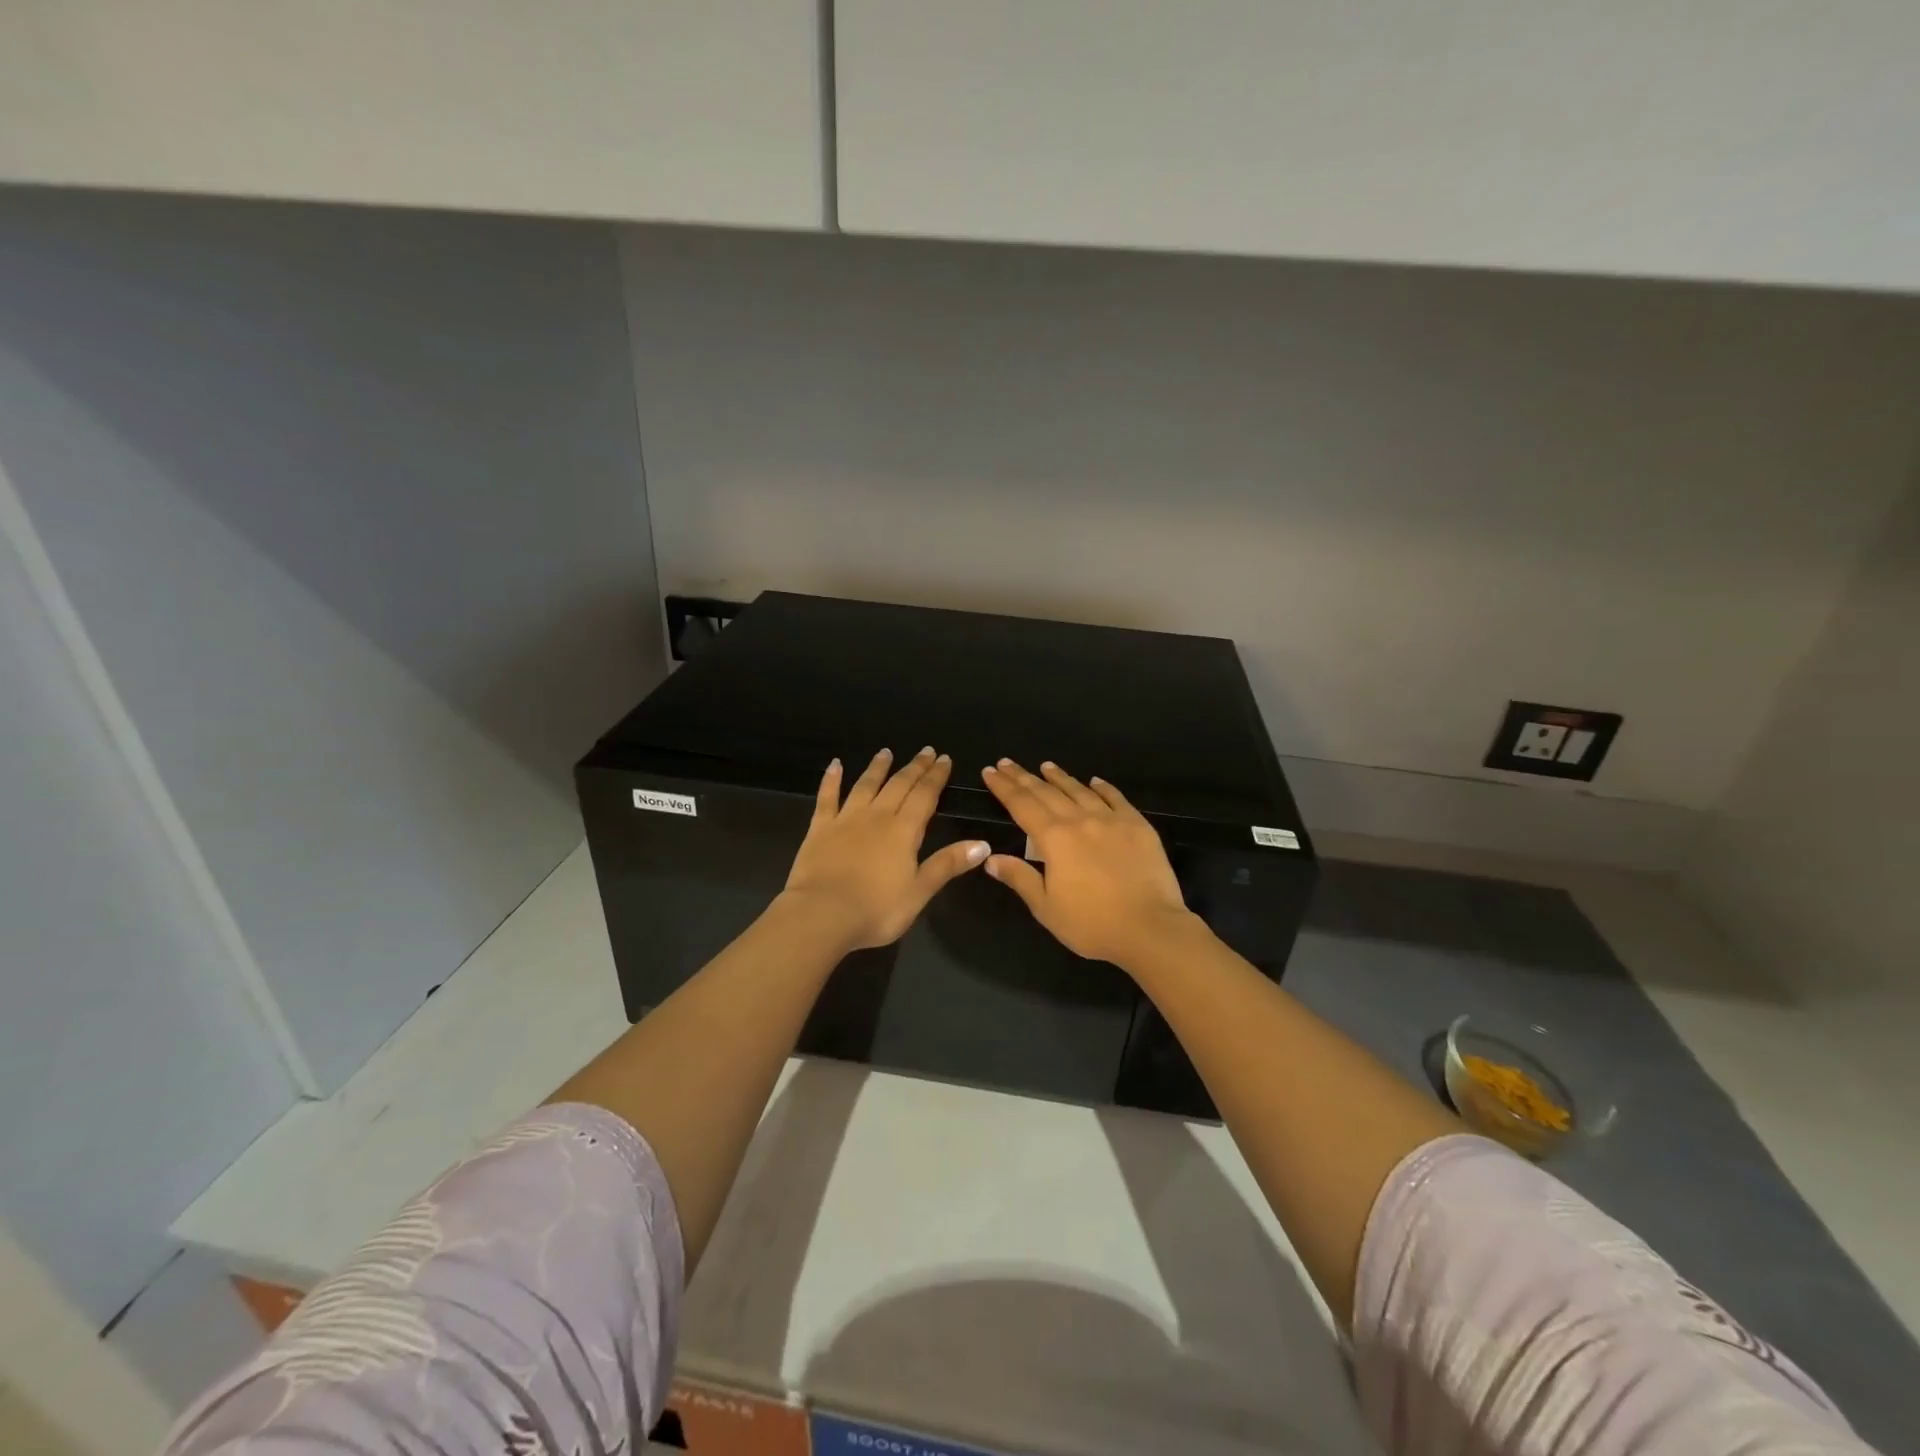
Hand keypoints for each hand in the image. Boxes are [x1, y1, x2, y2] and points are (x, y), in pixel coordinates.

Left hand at [780, 747, 990, 951]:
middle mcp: (877, 816)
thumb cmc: (876, 909)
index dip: (936, 777)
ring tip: (886, 752)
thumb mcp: (920, 891)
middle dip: (914, 767)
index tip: (944, 759)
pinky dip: (831, 780)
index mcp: (904, 831)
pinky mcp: (819, 828)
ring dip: (878, 767)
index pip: (925, 796)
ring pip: (865, 785)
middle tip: (926, 751)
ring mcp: (846, 819)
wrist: (822, 914)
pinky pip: (827, 797)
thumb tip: (983, 844)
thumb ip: (948, 864)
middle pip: (899, 785)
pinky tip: (835, 765)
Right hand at [980, 759, 1204, 970]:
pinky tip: (1094, 781)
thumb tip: (990, 858)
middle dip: (1024, 777)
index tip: (990, 771)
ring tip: (1046, 766)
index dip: (1004, 787)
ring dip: (1060, 777)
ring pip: (1080, 790)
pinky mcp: (1138, 826)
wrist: (1150, 928)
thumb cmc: (1091, 923)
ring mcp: (1112, 820)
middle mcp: (1080, 820)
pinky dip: (1102, 787)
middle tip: (1007, 763)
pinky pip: (1116, 798)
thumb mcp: (1046, 908)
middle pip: (1046, 792)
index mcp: (1054, 838)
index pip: (1022, 805)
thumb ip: (1019, 878)